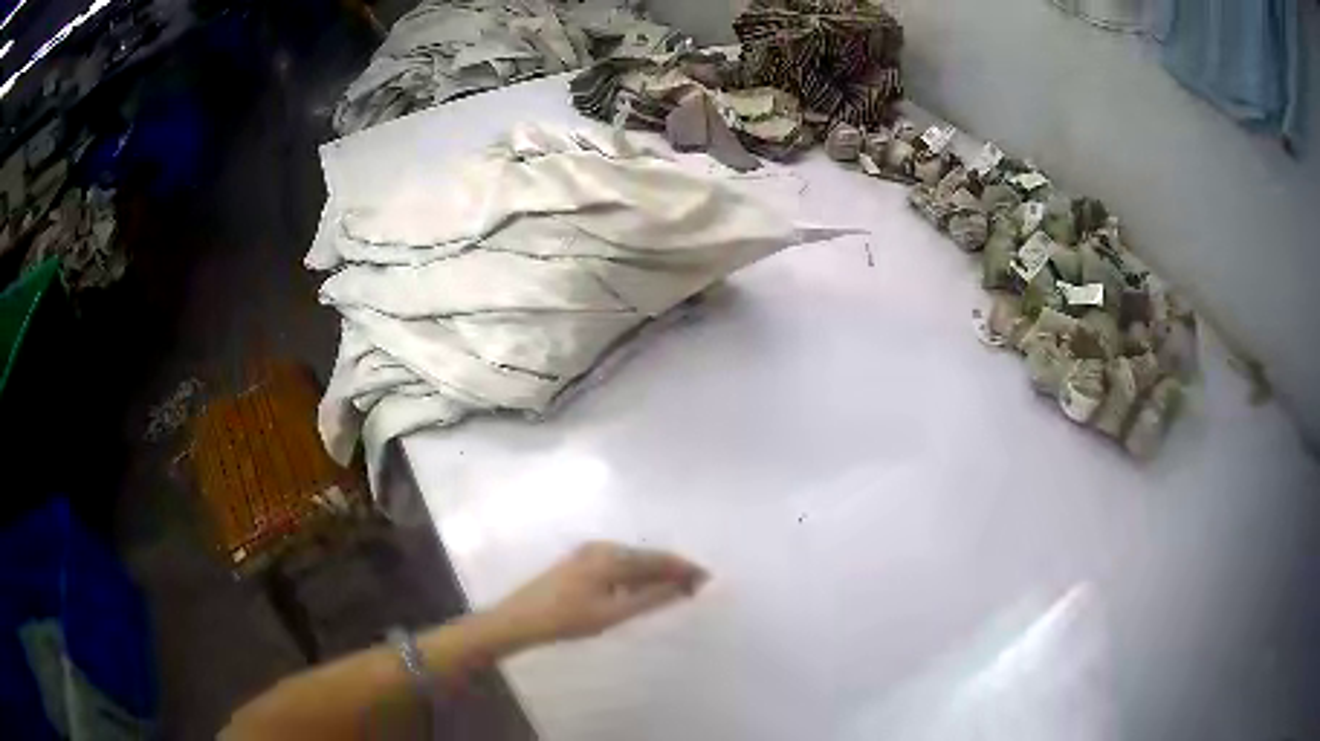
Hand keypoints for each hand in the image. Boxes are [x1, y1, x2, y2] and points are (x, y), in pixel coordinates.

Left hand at [487, 542, 707, 647]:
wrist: (519, 619)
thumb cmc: (566, 618)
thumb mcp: (612, 613)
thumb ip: (650, 599)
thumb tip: (682, 588)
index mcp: (610, 556)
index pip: (658, 559)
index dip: (684, 569)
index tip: (708, 579)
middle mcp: (601, 547)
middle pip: (647, 557)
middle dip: (672, 571)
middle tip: (696, 589)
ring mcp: (588, 553)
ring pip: (633, 561)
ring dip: (655, 574)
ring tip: (676, 592)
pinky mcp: (580, 563)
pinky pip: (619, 565)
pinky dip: (636, 577)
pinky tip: (642, 591)